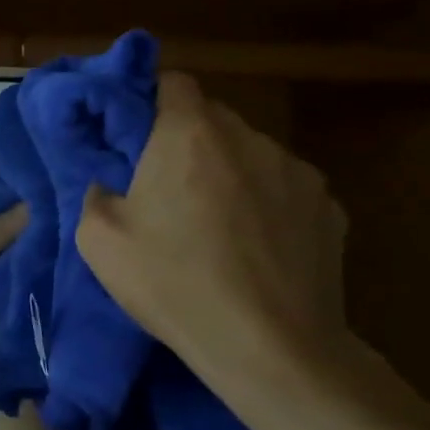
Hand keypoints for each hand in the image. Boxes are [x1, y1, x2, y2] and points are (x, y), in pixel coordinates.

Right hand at [75, 73, 348, 378]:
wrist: (270, 348)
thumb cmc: (172, 282)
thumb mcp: (97, 238)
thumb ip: (97, 191)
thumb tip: (113, 182)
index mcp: (190, 134)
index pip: (172, 81)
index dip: (147, 99)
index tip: (131, 133)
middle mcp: (250, 138)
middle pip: (211, 119)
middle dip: (184, 142)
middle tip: (161, 188)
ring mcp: (298, 173)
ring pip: (249, 155)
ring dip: (226, 174)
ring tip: (211, 226)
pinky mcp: (331, 210)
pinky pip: (284, 191)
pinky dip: (264, 205)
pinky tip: (252, 249)